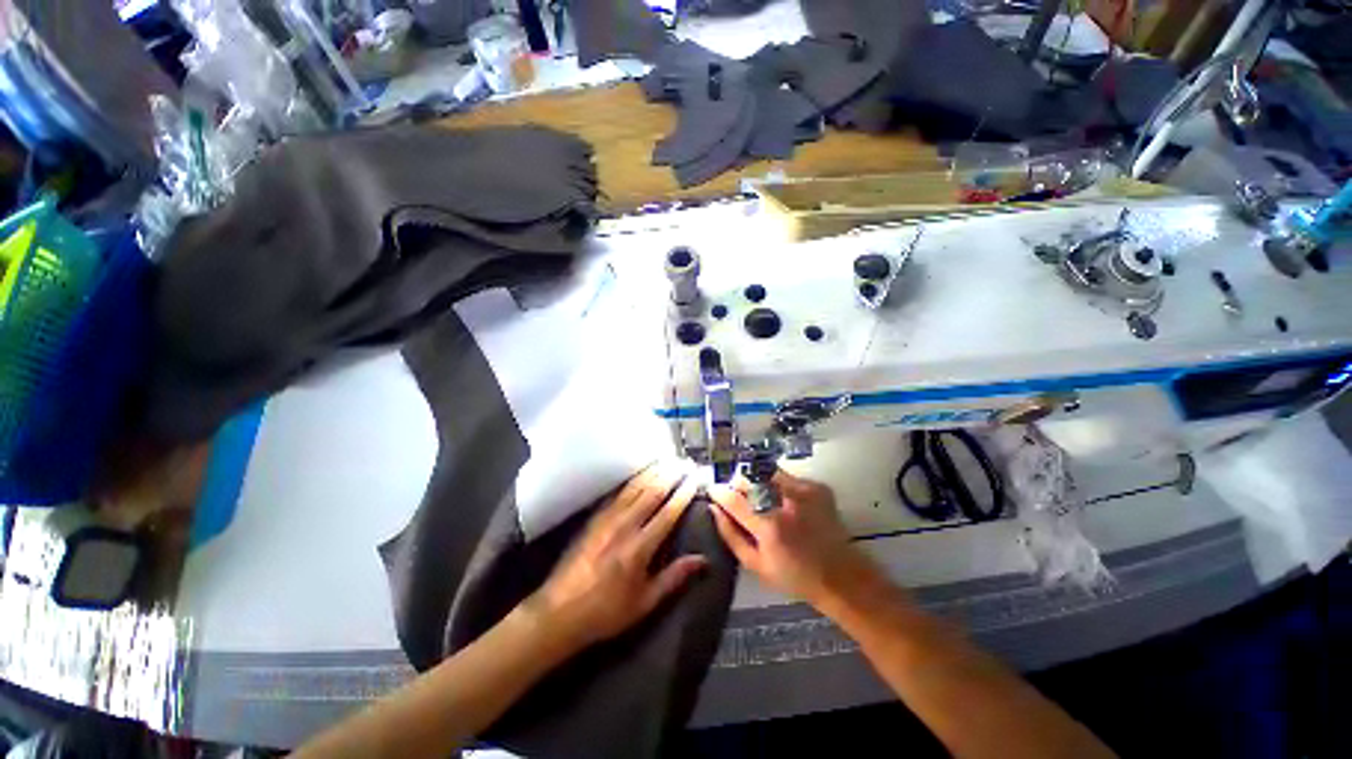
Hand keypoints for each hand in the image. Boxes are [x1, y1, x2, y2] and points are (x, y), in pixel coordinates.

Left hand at [525, 463, 708, 652]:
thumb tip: (702, 560)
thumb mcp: (644, 603)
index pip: (668, 512)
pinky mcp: (595, 517)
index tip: (695, 479)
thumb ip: (674, 578)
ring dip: (653, 471)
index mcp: (639, 548)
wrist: (559, 612)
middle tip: (685, 462)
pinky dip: (633, 479)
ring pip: (634, 487)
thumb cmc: (606, 612)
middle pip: (652, 492)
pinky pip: (618, 492)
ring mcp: (607, 518)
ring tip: (668, 460)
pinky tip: (640, 473)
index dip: (684, 493)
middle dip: (671, 475)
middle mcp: (624, 526)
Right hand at [709, 471, 876, 606]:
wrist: (842, 576)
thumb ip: (730, 535)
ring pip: (766, 471)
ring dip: (757, 481)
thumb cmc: (795, 576)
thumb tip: (714, 509)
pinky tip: (783, 501)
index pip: (733, 498)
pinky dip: (777, 484)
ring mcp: (804, 490)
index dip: (719, 492)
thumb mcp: (756, 565)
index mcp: (769, 526)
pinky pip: (786, 476)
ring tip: (761, 497)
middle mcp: (785, 502)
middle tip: (739, 497)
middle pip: (749, 477)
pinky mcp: (817, 486)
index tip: (713, 490)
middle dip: (738, 484)